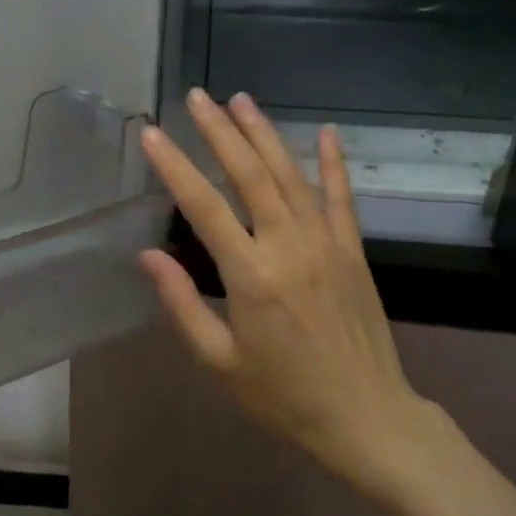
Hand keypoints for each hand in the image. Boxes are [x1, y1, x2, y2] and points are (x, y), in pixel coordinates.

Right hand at [137, 89, 439, 496]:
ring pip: (290, 176)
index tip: (152, 134)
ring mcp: (326, 244)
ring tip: (240, 99)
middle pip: (249, 175)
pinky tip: (325, 131)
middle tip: (196, 96)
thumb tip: (147, 255)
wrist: (367, 418)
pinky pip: (341, 198)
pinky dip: (333, 162)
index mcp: (250, 276)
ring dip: (264, 134)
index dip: (174, 166)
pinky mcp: (353, 251)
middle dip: (219, 131)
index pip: (203, 206)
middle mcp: (288, 247)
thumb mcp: (219, 361)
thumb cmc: (283, 396)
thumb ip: (181, 304)